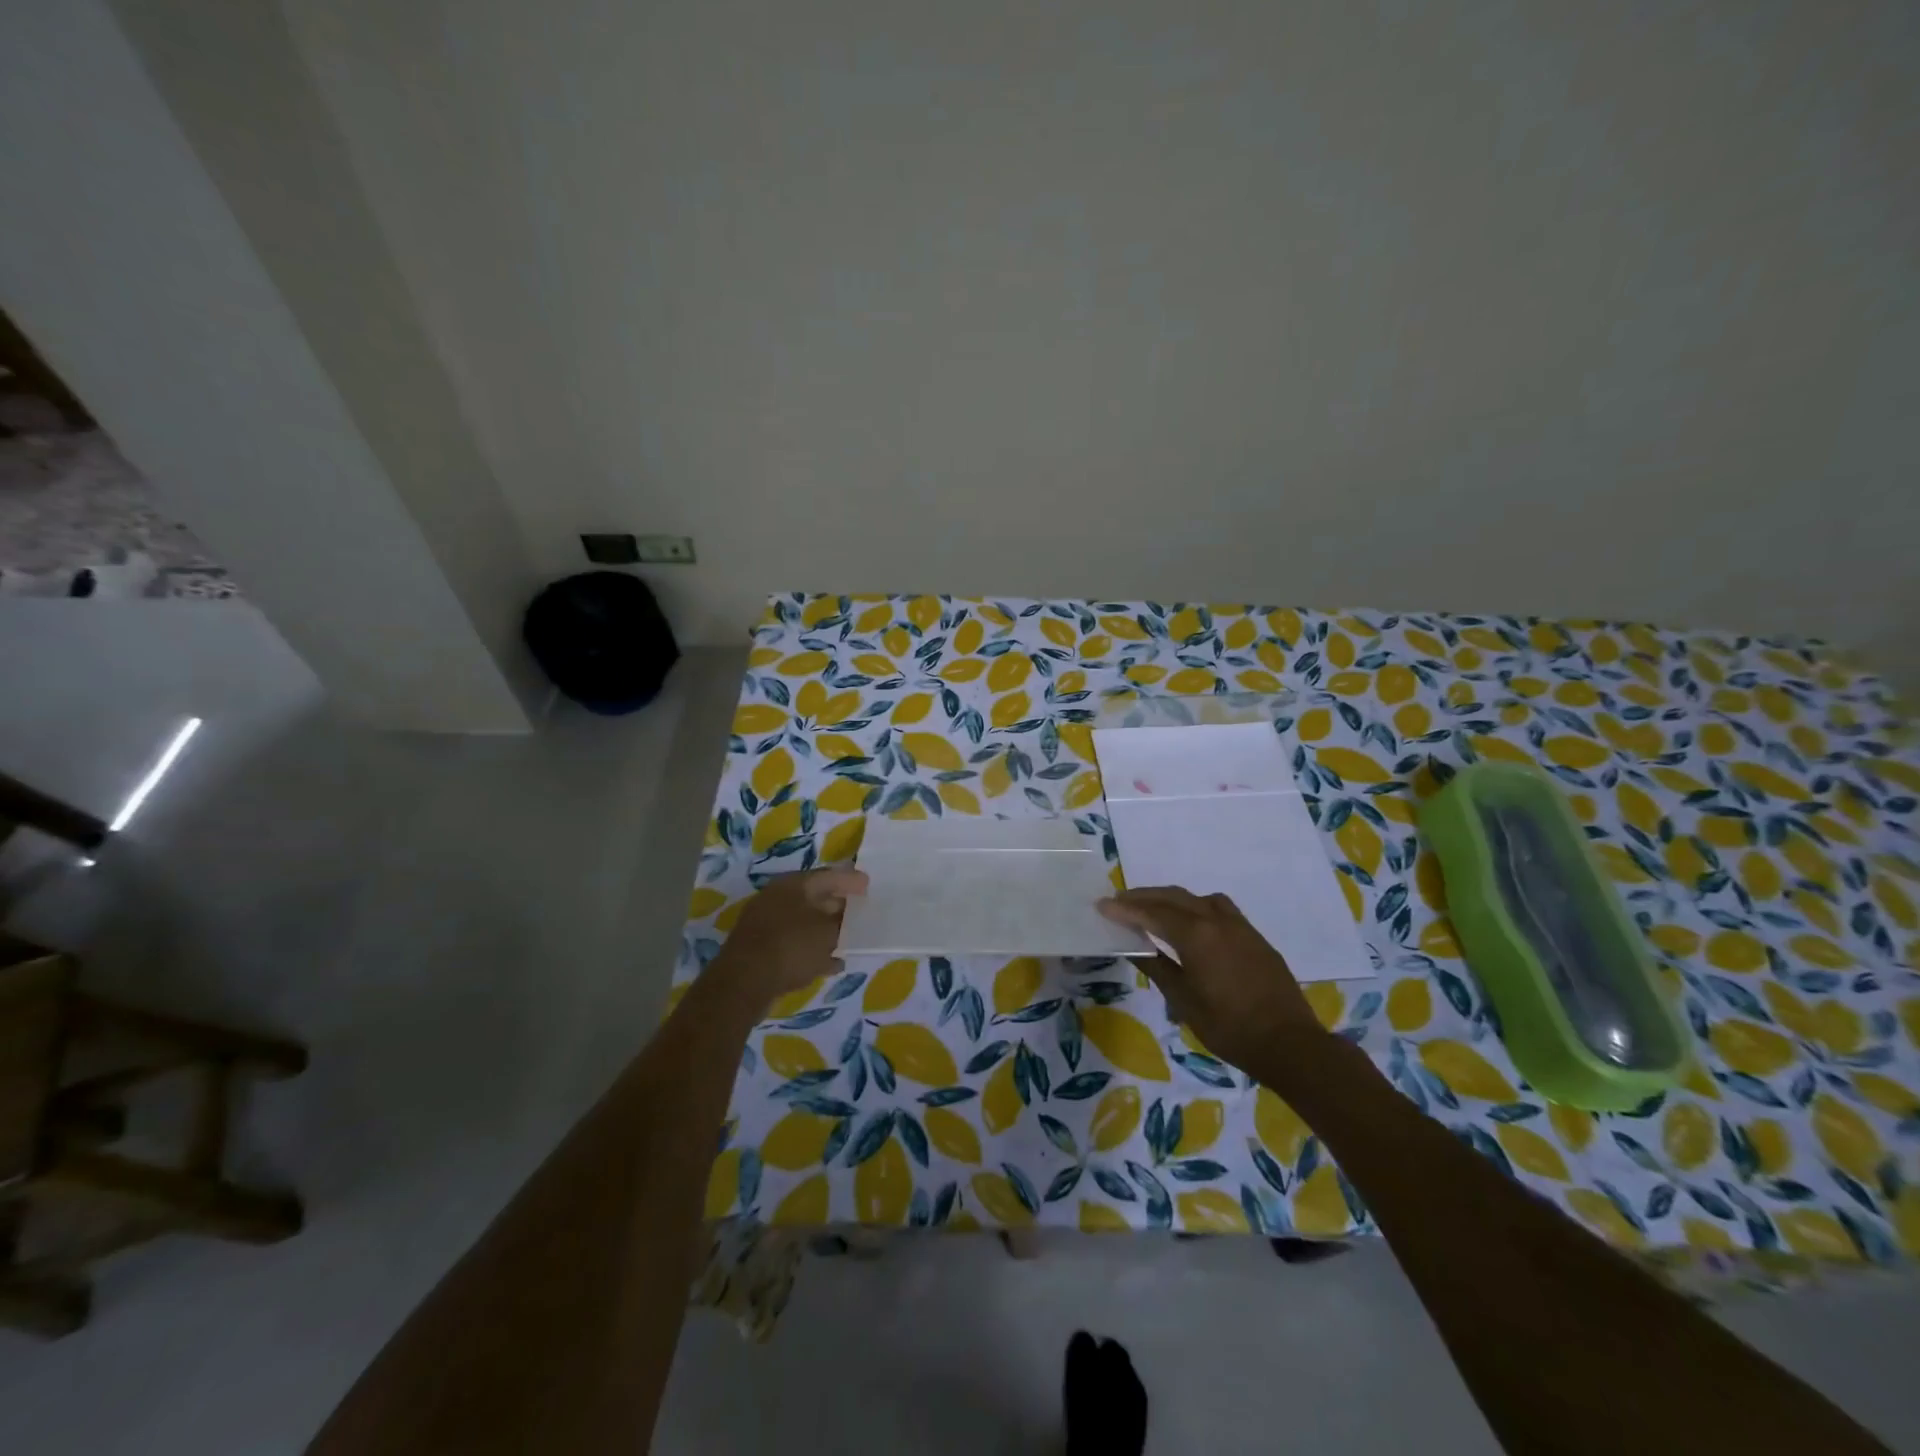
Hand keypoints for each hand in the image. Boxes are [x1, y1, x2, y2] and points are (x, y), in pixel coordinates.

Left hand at [713, 868, 866, 1004]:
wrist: (744, 983)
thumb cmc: (791, 946)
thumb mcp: (826, 932)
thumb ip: (841, 922)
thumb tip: (846, 916)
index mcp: (792, 885)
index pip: (827, 876)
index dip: (850, 880)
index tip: (868, 886)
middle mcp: (777, 899)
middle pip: (815, 898)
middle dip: (839, 906)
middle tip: (861, 913)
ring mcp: (766, 924)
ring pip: (805, 923)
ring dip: (826, 931)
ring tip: (850, 939)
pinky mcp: (762, 949)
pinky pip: (795, 945)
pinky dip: (813, 951)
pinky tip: (832, 964)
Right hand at [1097, 886, 1325, 1072]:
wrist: (1289, 1044)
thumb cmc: (1229, 1027)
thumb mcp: (1184, 1001)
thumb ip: (1157, 968)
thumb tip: (1133, 947)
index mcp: (1196, 935)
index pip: (1152, 913)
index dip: (1125, 909)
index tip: (1102, 905)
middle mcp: (1217, 920)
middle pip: (1174, 897)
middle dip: (1144, 897)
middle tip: (1120, 901)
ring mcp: (1239, 926)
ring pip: (1198, 898)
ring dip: (1172, 898)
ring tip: (1153, 908)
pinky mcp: (1254, 937)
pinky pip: (1218, 908)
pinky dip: (1196, 907)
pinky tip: (1191, 924)